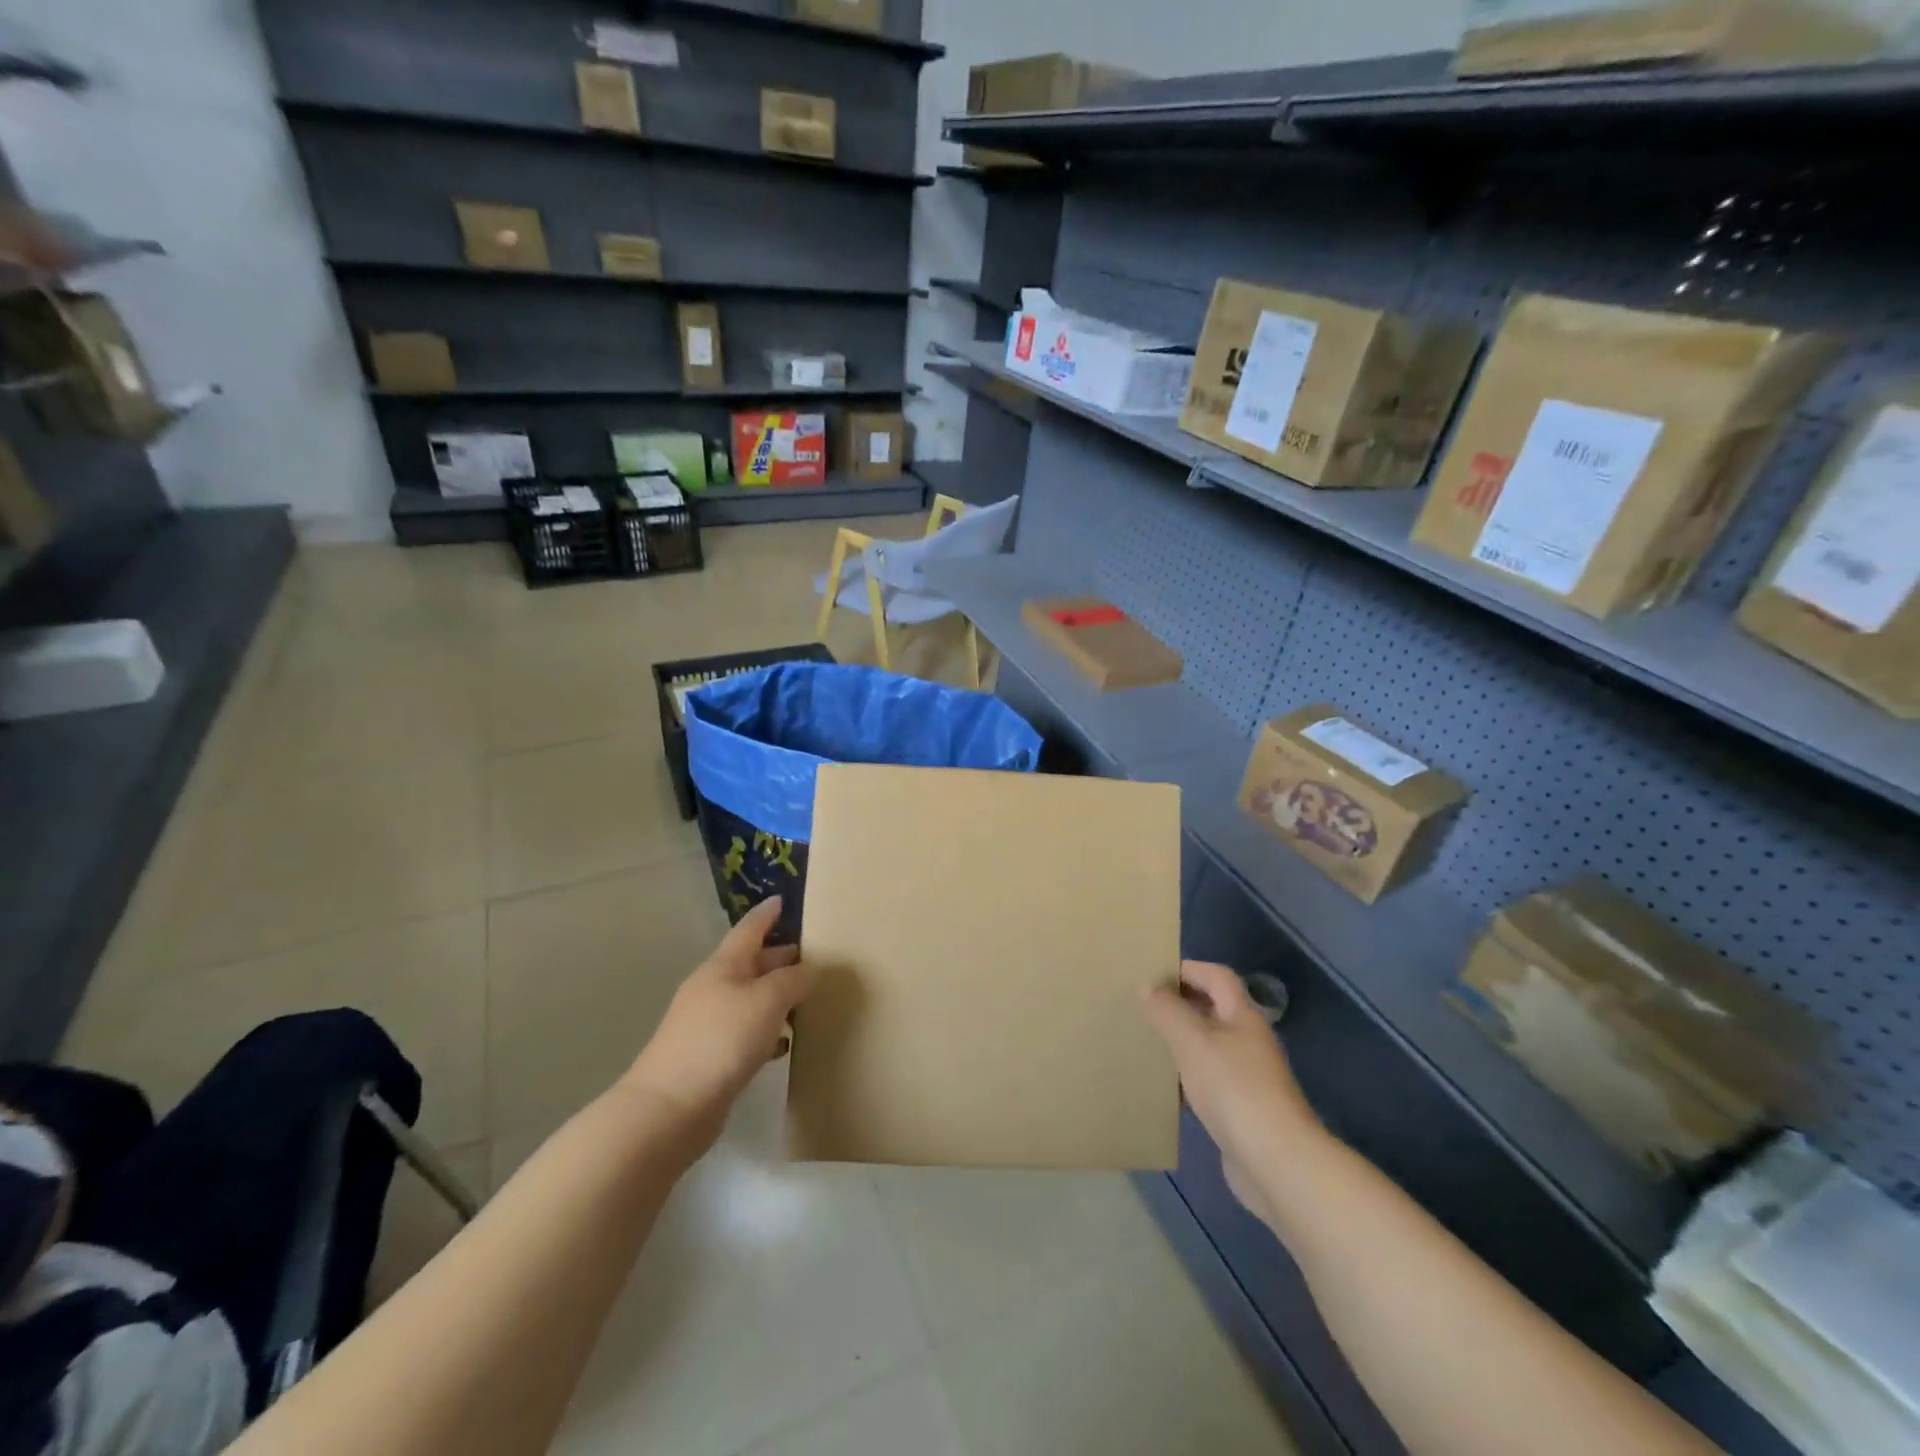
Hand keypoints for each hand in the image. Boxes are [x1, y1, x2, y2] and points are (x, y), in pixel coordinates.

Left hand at [624, 898, 816, 1139]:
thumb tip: (809, 971)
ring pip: (750, 999)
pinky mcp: (709, 1058)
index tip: (785, 900)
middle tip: (815, 956)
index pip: (750, 929)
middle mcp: (713, 988)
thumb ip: (793, 980)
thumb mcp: (767, 1001)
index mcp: (723, 966)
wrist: (669, 1109)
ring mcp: (708, 1024)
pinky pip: (746, 1032)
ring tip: (808, 999)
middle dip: (780, 958)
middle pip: (751, 964)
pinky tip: (785, 1044)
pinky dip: (767, 1031)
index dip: (768, 914)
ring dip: (777, 997)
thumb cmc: (721, 1040)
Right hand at [1145, 962, 1321, 1225]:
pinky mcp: (1241, 1110)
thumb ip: (1168, 1011)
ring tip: (1147, 1042)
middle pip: (1213, 1010)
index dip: (1188, 969)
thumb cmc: (1234, 1088)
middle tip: (1143, 1007)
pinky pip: (1208, 1082)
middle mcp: (1249, 1041)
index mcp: (1243, 1016)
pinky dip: (1186, 1079)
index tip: (1153, 973)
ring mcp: (1248, 1077)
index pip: (1216, 976)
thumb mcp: (1192, 1041)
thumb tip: (1148, 988)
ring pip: (1208, 1047)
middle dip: (1180, 1004)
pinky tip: (1164, 1088)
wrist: (1276, 1162)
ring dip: (1181, 1042)